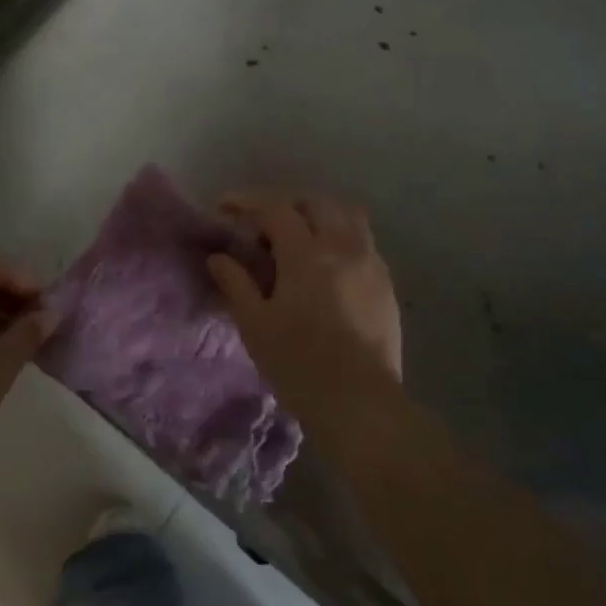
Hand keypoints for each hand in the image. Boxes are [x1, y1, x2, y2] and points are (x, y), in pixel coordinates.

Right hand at [206, 190, 402, 433]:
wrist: (361, 403)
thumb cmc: (299, 364)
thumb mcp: (255, 325)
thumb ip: (236, 283)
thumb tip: (219, 257)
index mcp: (306, 254)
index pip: (275, 208)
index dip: (247, 201)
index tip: (226, 207)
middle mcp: (343, 247)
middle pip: (315, 202)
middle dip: (286, 205)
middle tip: (264, 228)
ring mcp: (371, 263)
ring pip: (348, 216)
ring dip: (320, 216)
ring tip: (300, 241)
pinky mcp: (387, 284)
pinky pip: (363, 242)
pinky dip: (341, 239)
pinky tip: (328, 269)